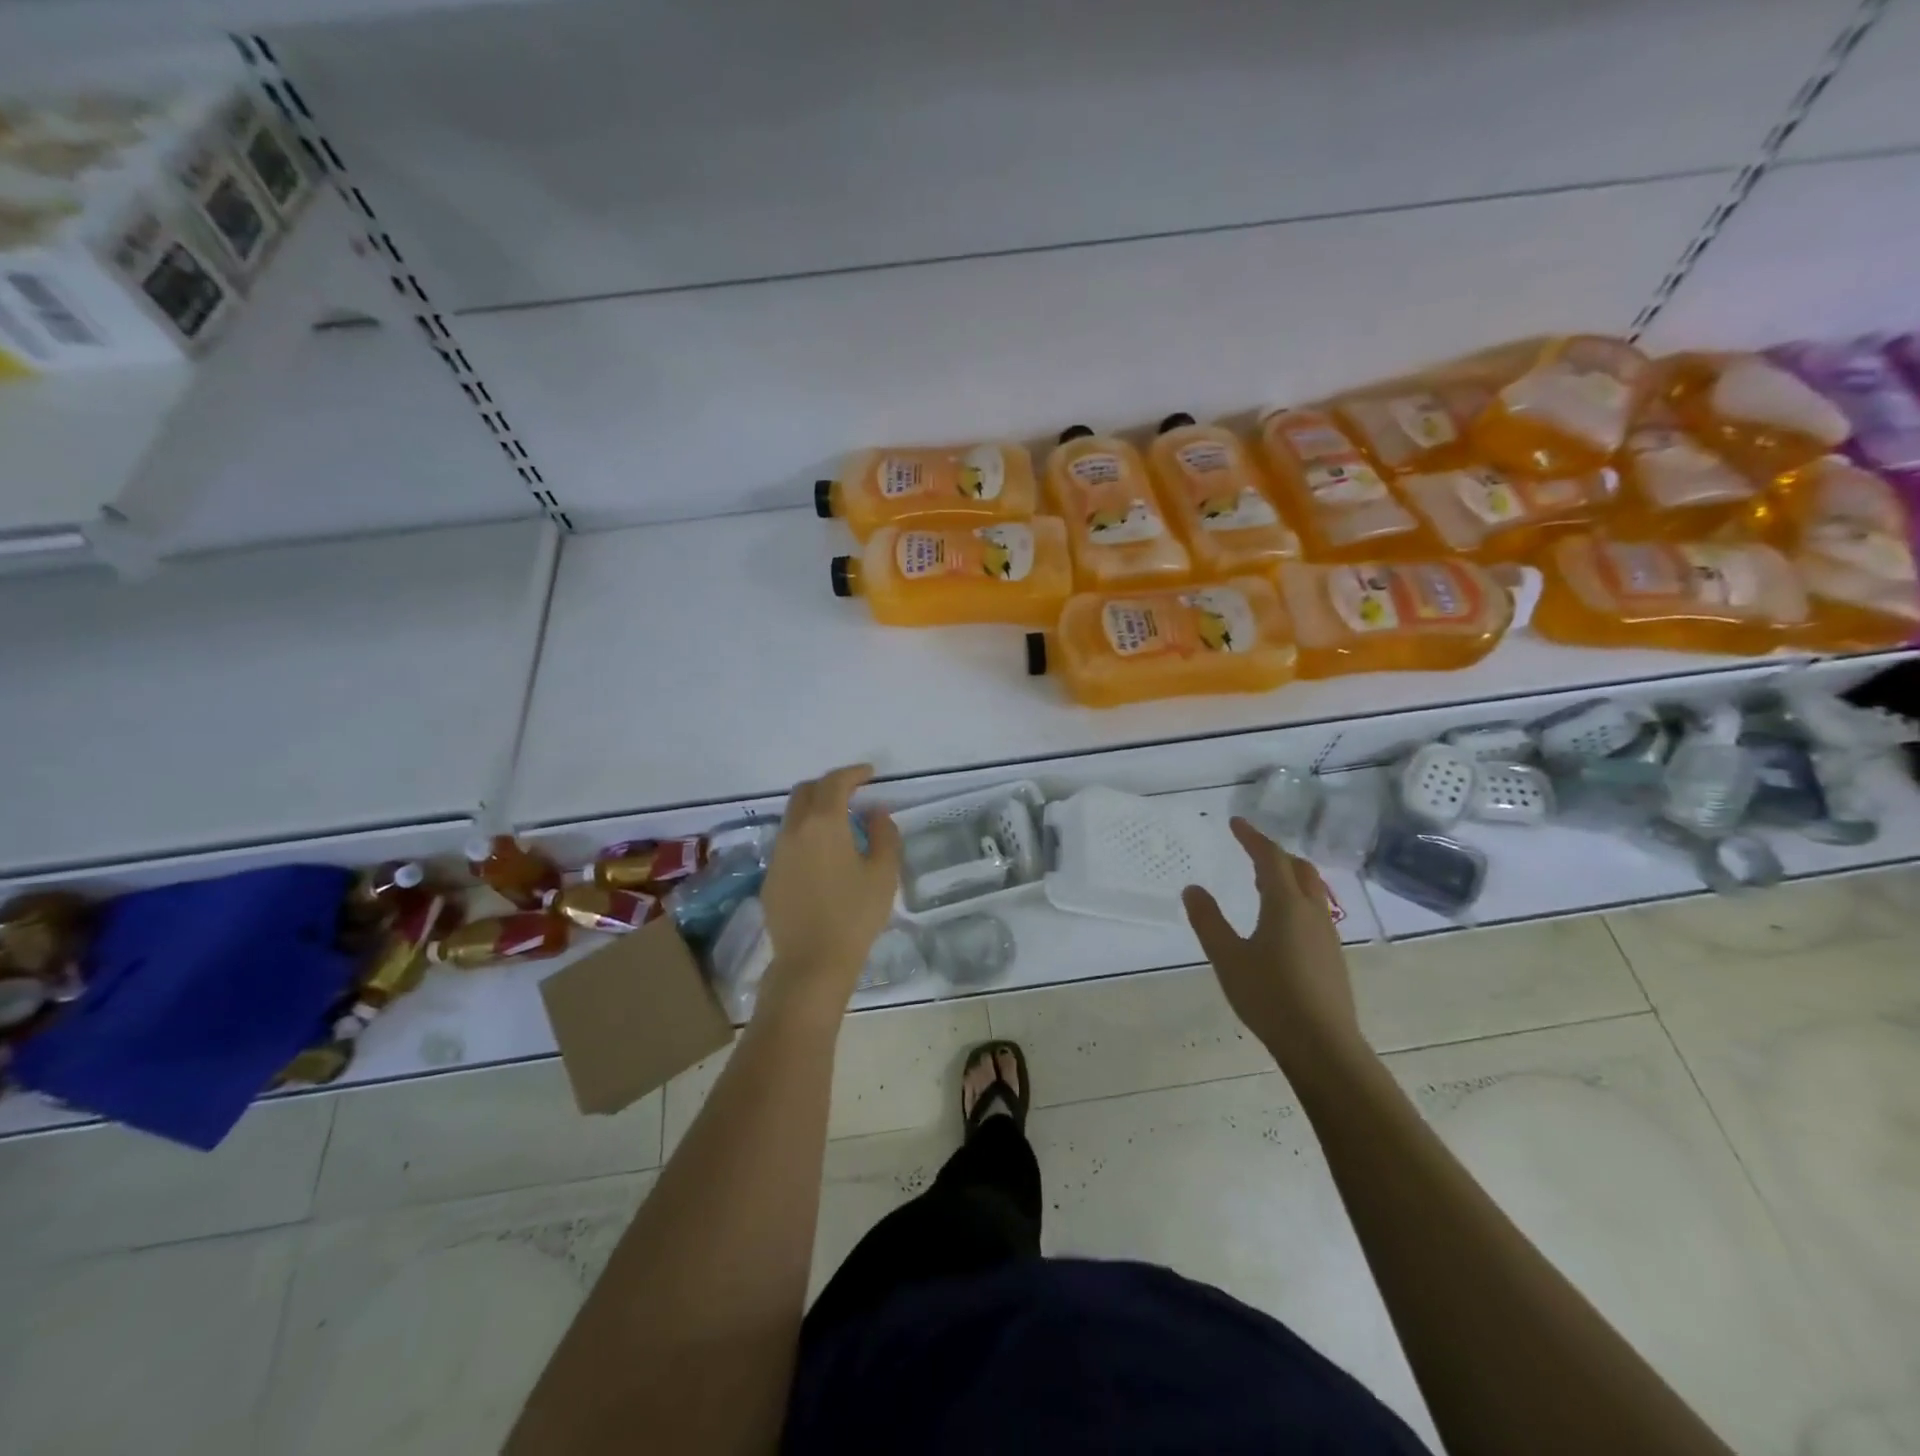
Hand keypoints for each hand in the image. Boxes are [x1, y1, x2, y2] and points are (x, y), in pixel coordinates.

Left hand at [756, 764, 901, 1015]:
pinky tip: (823, 857)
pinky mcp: (770, 877)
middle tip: (852, 794)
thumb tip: (876, 812)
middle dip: (828, 785)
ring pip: (792, 816)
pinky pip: (788, 842)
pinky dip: (805, 835)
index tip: (870, 774)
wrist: (812, 962)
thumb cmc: (854, 915)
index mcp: (823, 823)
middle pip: (805, 792)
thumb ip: (883, 834)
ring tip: (840, 824)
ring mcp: (777, 854)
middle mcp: (794, 831)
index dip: (853, 773)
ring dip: (814, 810)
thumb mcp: (883, 873)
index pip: (834, 782)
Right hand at [1182, 818, 1369, 1076]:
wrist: (1322, 1045)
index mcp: (1286, 904)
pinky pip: (1314, 911)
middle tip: (1250, 850)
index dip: (1252, 837)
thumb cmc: (1269, 996)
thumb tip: (1193, 888)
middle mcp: (1312, 912)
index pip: (1270, 858)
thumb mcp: (1227, 957)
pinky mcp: (1332, 957)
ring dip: (1287, 877)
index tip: (1236, 823)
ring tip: (1261, 882)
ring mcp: (1327, 935)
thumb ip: (1208, 921)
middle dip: (1275, 854)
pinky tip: (1280, 923)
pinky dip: (1295, 899)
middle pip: (1299, 868)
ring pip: (1311, 890)